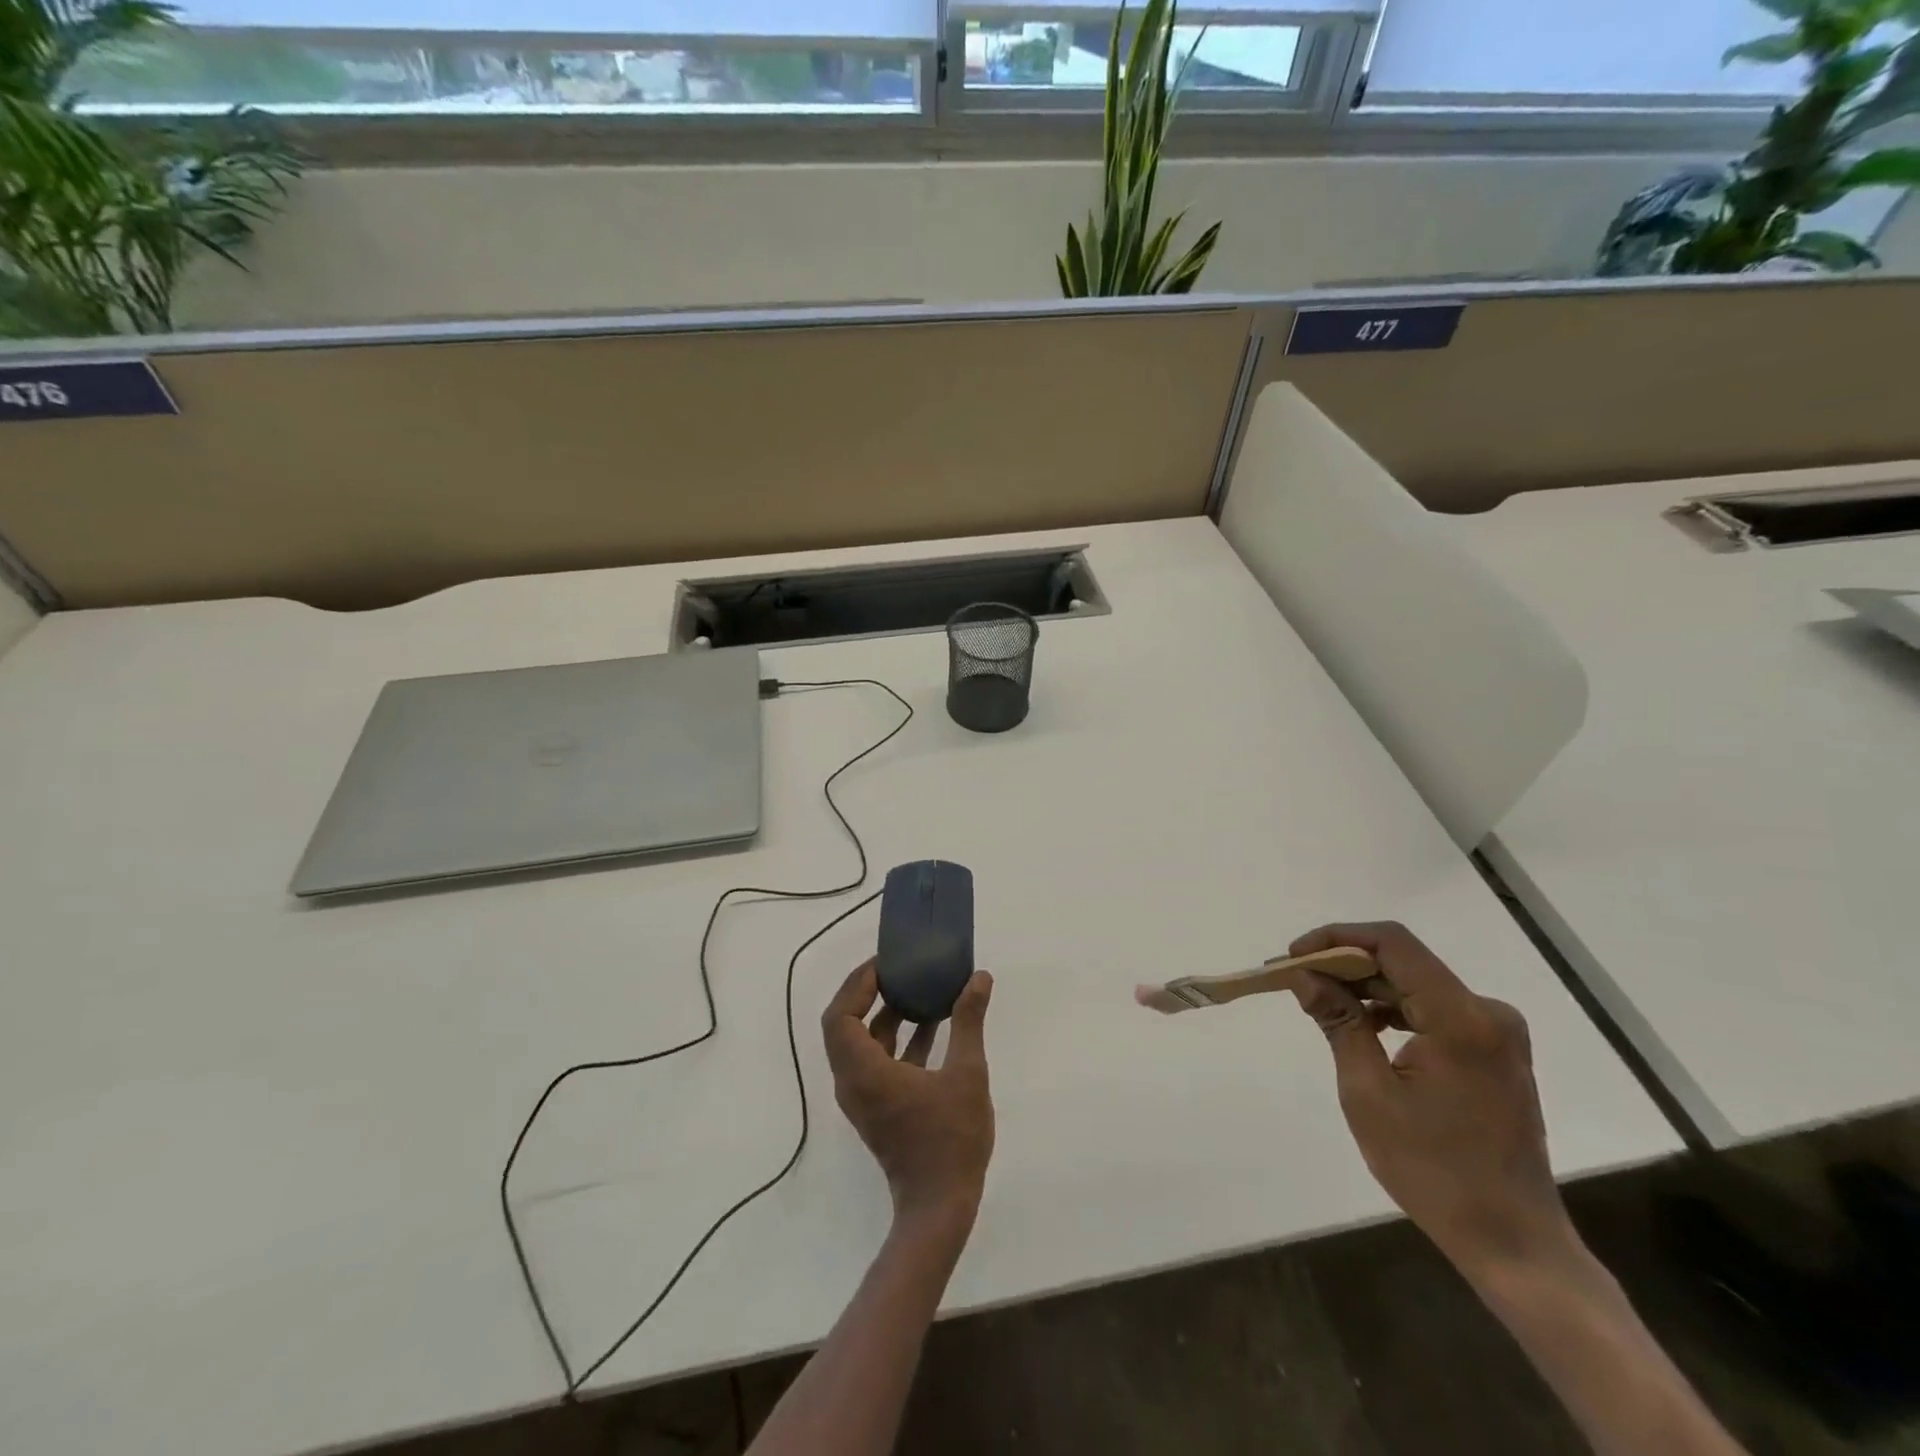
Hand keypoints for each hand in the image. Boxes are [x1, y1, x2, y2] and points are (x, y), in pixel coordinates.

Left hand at [821, 961, 995, 1232]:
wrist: (940, 1208)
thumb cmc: (951, 1140)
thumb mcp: (967, 1073)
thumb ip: (968, 1022)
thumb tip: (979, 977)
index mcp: (865, 1072)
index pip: (840, 1016)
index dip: (856, 984)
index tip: (884, 963)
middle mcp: (853, 1082)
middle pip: (844, 1025)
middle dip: (866, 992)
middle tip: (896, 968)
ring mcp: (863, 1097)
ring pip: (860, 1043)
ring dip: (883, 1014)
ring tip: (915, 986)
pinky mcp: (877, 1107)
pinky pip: (876, 1060)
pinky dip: (896, 1038)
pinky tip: (931, 1023)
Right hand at [1286, 922, 1573, 1278]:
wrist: (1513, 1241)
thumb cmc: (1434, 1171)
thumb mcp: (1368, 1093)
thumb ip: (1338, 1023)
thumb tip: (1304, 976)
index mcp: (1461, 1018)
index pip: (1393, 944)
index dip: (1337, 938)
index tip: (1294, 957)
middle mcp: (1487, 1012)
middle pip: (1403, 962)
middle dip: (1343, 964)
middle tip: (1293, 979)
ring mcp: (1496, 1032)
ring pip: (1415, 984)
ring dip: (1364, 987)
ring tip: (1316, 1001)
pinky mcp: (1493, 1051)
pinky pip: (1431, 1009)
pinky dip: (1391, 1009)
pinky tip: (1359, 1025)